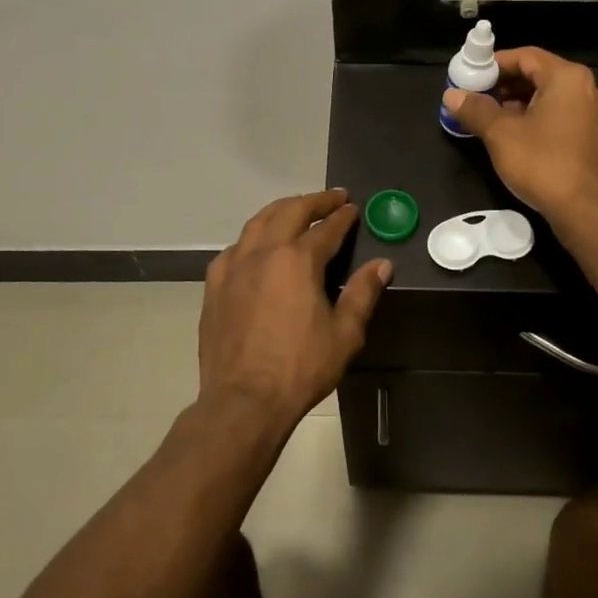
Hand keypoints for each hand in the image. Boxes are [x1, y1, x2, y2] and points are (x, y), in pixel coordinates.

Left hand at [198, 189, 391, 429]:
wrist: (244, 399)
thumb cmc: (300, 367)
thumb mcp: (345, 334)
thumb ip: (363, 293)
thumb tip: (382, 265)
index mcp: (298, 260)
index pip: (327, 228)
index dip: (343, 217)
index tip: (354, 208)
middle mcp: (264, 252)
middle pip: (290, 212)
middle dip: (315, 201)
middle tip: (333, 197)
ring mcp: (234, 266)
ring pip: (257, 222)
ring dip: (281, 209)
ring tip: (296, 208)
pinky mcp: (215, 285)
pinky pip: (234, 248)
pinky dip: (251, 237)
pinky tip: (256, 246)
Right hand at [444, 48, 597, 217]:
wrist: (586, 210)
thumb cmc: (543, 163)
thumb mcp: (501, 134)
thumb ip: (476, 110)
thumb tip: (452, 95)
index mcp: (567, 78)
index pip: (526, 56)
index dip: (494, 63)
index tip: (471, 76)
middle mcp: (587, 90)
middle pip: (539, 76)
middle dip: (505, 85)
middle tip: (477, 98)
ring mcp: (595, 117)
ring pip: (550, 100)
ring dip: (519, 105)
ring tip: (491, 120)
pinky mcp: (596, 141)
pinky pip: (561, 119)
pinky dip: (538, 121)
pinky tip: (517, 140)